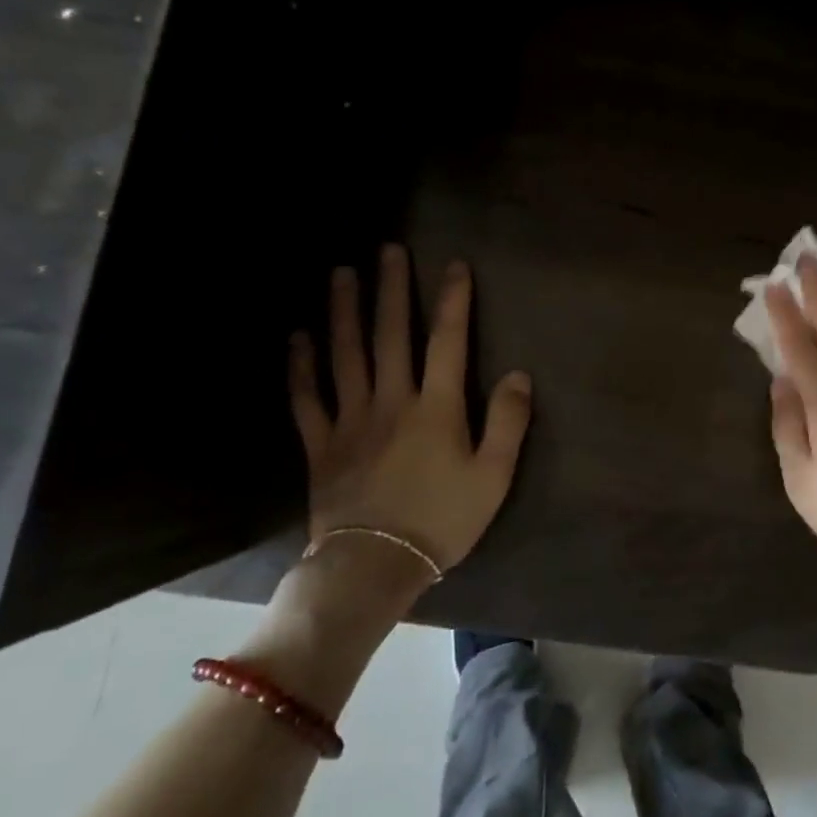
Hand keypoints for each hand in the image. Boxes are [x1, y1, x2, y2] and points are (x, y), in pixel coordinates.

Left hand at [289, 246, 531, 584]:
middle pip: (391, 335)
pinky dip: (301, 366)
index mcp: (437, 408)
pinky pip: (307, 398)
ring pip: (345, 355)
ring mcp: (351, 420)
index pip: (448, 341)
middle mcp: (392, 401)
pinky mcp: (321, 444)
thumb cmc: (443, 520)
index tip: (454, 265)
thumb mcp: (494, 476)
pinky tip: (297, 337)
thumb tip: (518, 374)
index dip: (453, 301)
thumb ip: (509, 423)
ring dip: (343, 311)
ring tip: (341, 274)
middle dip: (391, 289)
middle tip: (387, 250)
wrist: (375, 567)